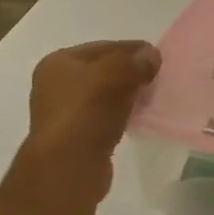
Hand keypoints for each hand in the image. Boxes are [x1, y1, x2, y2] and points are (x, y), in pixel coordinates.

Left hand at [24, 40, 161, 197]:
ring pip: (104, 96)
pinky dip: (121, 115)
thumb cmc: (86, 112)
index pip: (102, 48)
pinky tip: (137, 120)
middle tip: (157, 79)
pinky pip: (104, 118)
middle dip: (130, 73)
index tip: (157, 57)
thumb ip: (133, 60)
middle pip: (102, 71)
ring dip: (127, 96)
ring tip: (150, 99)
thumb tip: (151, 55)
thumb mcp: (113, 75)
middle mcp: (55, 85)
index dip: (131, 50)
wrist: (69, 167)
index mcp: (57, 63)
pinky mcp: (76, 138)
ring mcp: (64, 113)